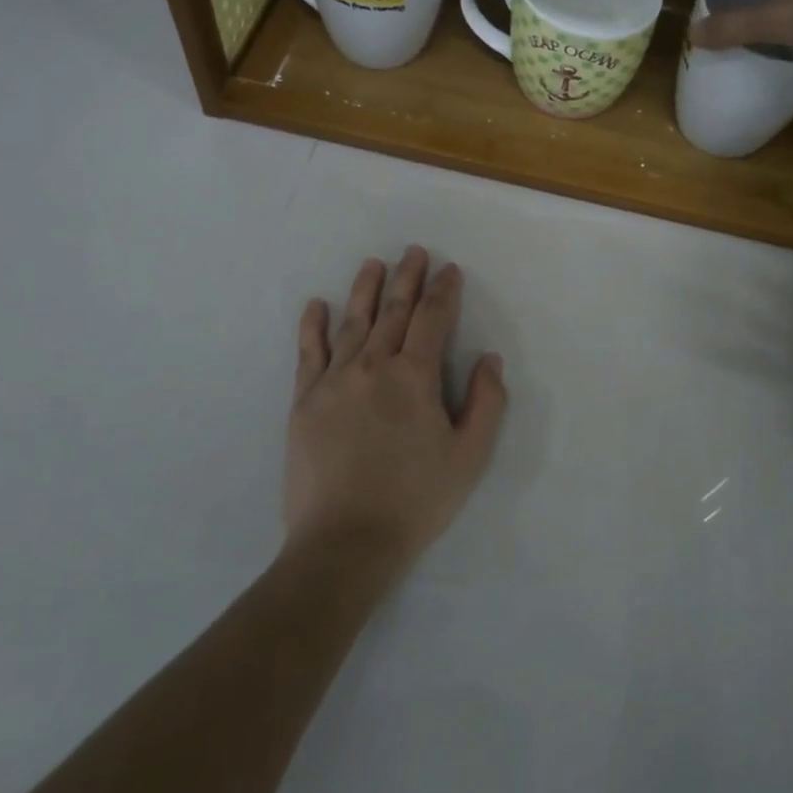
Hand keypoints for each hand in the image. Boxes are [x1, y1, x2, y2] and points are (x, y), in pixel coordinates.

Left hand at [282, 247, 506, 581]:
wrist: (345, 541)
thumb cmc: (416, 500)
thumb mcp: (469, 457)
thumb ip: (486, 403)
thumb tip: (488, 359)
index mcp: (414, 377)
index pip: (432, 319)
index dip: (443, 291)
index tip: (449, 270)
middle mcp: (373, 366)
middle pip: (392, 311)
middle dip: (407, 278)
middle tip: (413, 251)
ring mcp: (334, 381)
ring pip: (352, 322)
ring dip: (364, 289)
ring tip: (372, 263)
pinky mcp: (305, 401)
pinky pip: (309, 353)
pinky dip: (313, 326)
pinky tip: (317, 305)